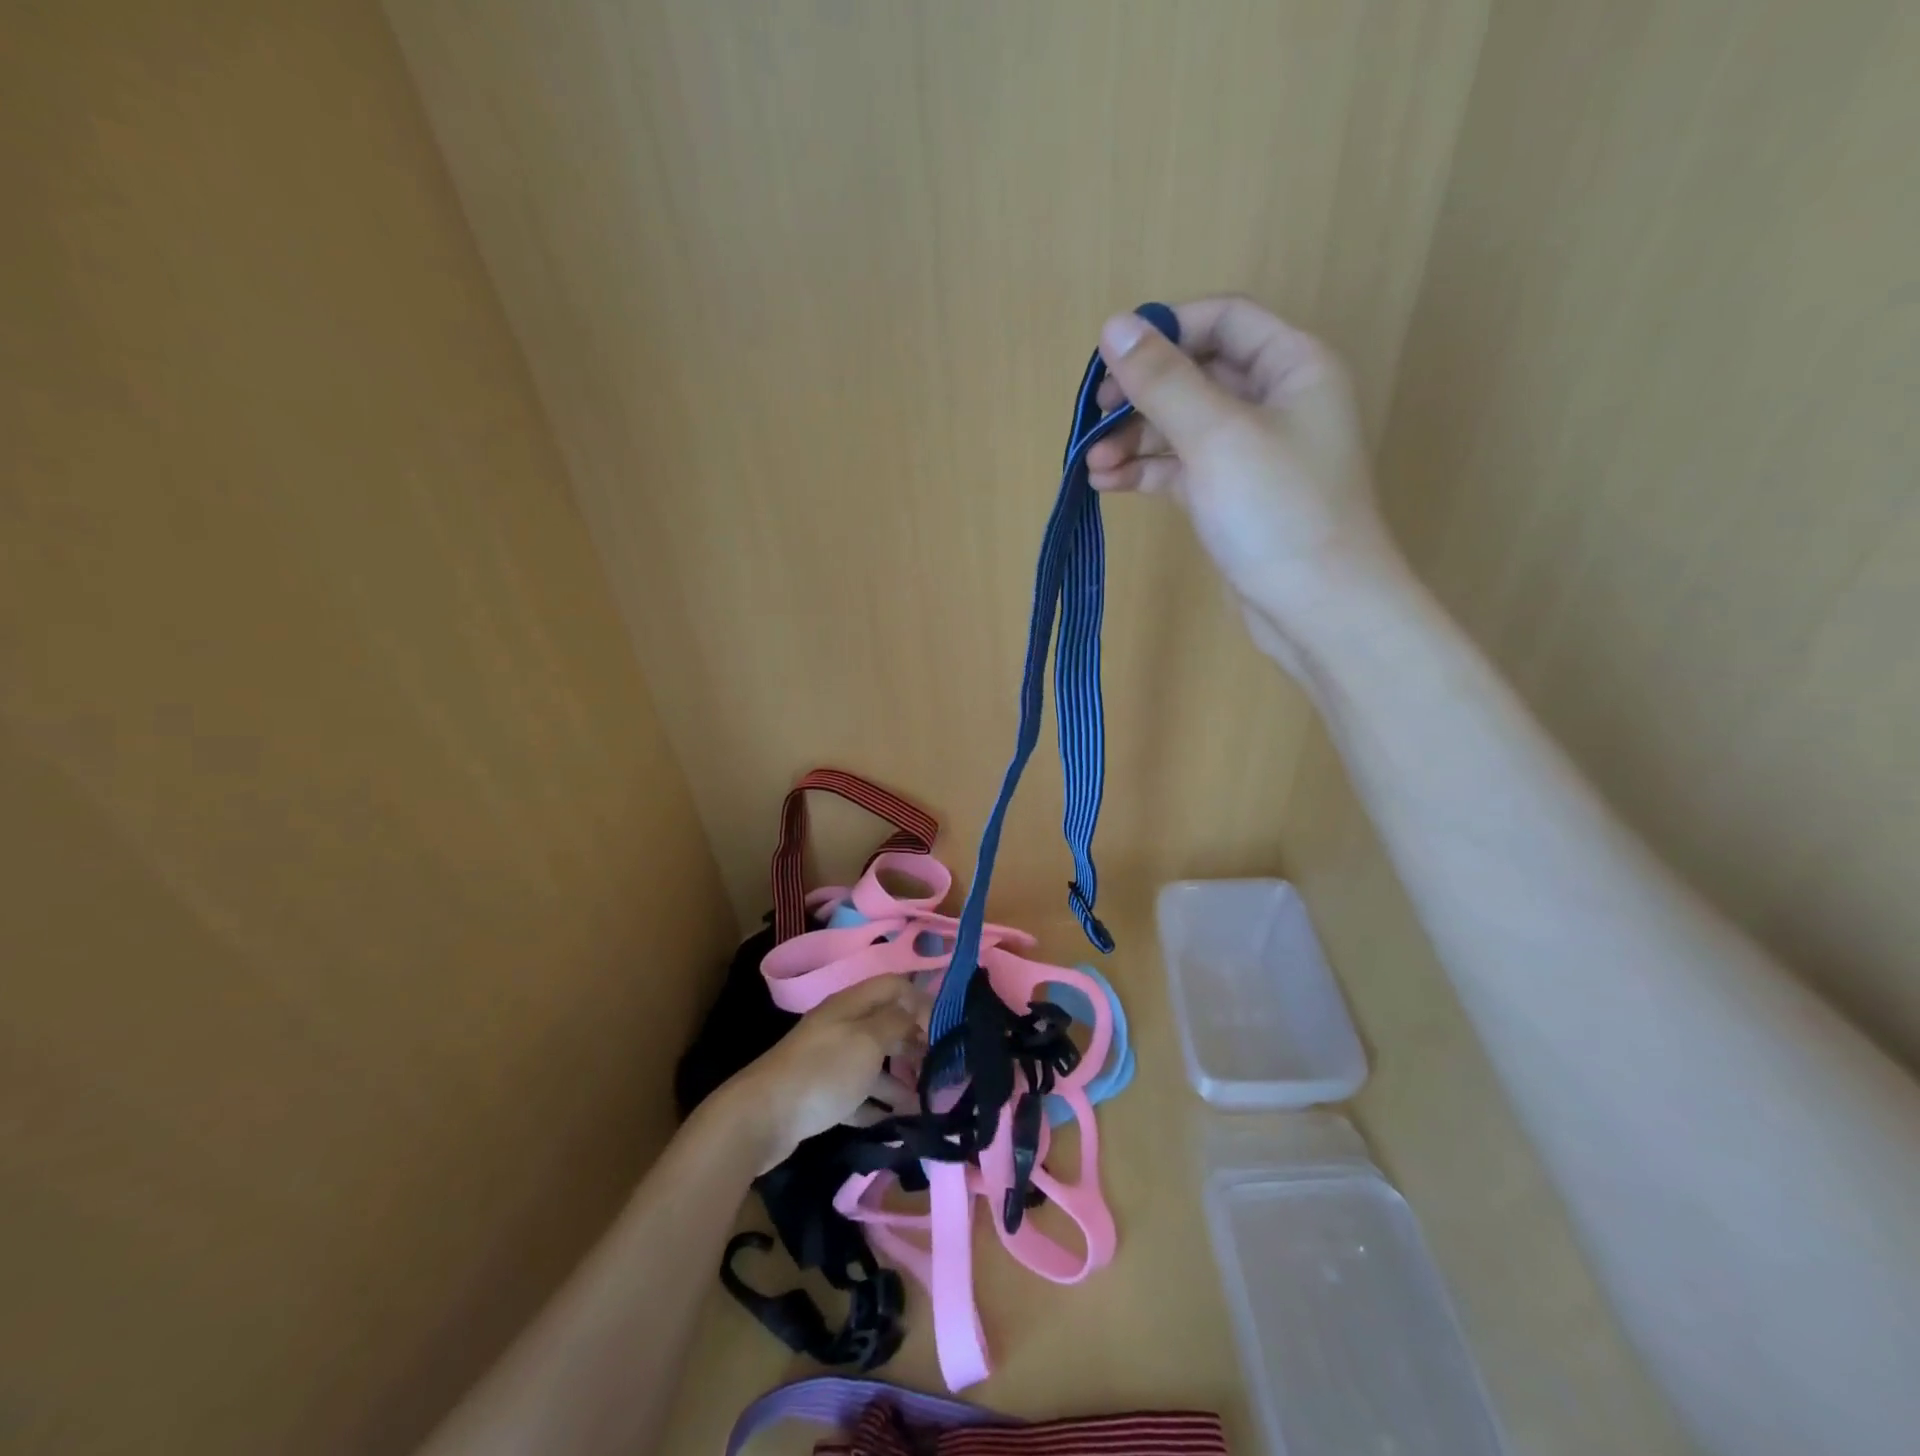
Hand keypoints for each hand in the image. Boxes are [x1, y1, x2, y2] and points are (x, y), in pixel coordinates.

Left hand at [718, 977, 926, 1171]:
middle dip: (914, 1042)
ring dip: (900, 1079)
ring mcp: (829, 1060)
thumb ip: (896, 1021)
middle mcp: (841, 1026)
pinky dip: (877, 1104)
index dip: (921, 1001)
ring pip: (873, 1062)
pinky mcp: (820, 1093)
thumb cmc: (823, 1072)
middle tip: (940, 1067)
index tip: (945, 1029)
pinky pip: (857, 1093)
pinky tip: (896, 1121)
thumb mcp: (867, 1040)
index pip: (893, 986)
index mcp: (851, 1004)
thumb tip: (916, 1010)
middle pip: (885, 1024)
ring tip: (926, 1102)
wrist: (762, 1116)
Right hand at [1087, 296, 1405, 669]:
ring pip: (1182, 427)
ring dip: (1135, 439)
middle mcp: (1275, 402)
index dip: (1166, 331)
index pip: (1223, 321)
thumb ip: (1164, 381)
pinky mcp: (1231, 497)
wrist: (1317, 608)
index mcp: (1292, 366)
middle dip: (1141, 395)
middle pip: (1196, 375)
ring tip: (1092, 464)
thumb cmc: (1278, 511)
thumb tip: (1114, 325)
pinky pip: (1181, 469)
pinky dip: (1146, 471)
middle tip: (1094, 420)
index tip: (1112, 361)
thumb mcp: (1216, 436)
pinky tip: (1108, 483)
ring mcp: (1251, 453)